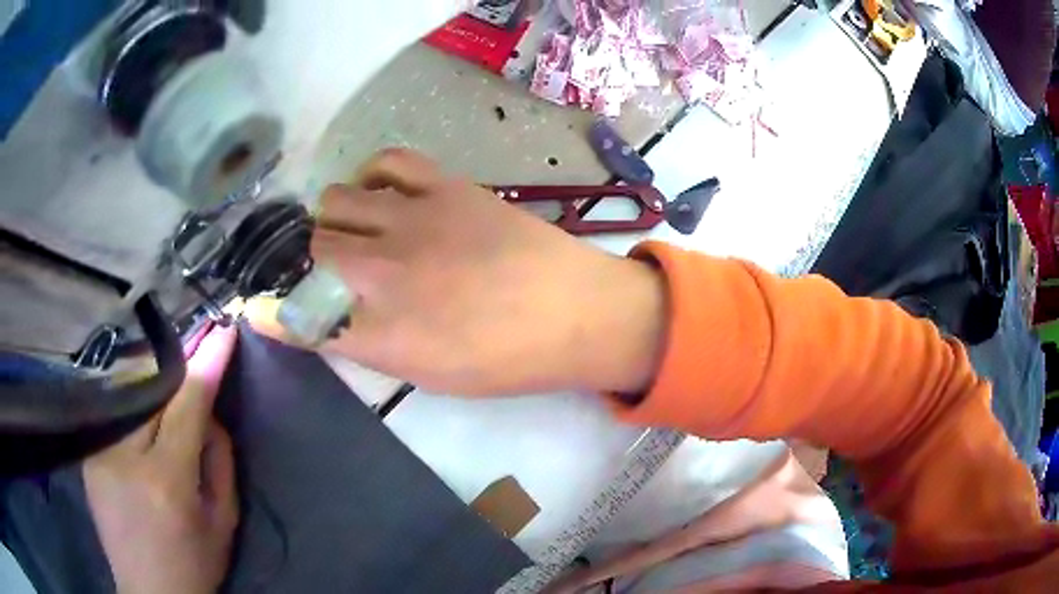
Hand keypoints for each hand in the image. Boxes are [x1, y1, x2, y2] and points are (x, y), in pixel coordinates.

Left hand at [83, 326, 238, 593]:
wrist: (150, 592)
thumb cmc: (194, 563)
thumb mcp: (222, 521)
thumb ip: (219, 461)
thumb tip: (208, 412)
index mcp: (166, 481)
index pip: (187, 405)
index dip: (206, 364)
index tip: (223, 332)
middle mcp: (124, 457)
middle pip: (153, 392)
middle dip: (178, 374)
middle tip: (197, 359)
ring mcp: (99, 453)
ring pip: (129, 397)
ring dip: (153, 390)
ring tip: (168, 393)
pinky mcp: (88, 455)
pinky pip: (114, 414)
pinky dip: (132, 407)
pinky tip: (142, 417)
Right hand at [248, 148, 666, 395]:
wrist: (575, 312)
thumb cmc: (507, 359)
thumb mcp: (429, 375)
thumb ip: (368, 345)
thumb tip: (324, 320)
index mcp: (382, 332)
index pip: (300, 317)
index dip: (274, 313)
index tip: (260, 307)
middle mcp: (385, 270)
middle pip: (310, 249)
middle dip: (306, 262)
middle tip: (324, 270)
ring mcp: (414, 219)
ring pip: (335, 200)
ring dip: (333, 219)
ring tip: (354, 232)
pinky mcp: (445, 187)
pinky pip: (387, 161)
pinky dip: (371, 176)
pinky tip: (381, 196)